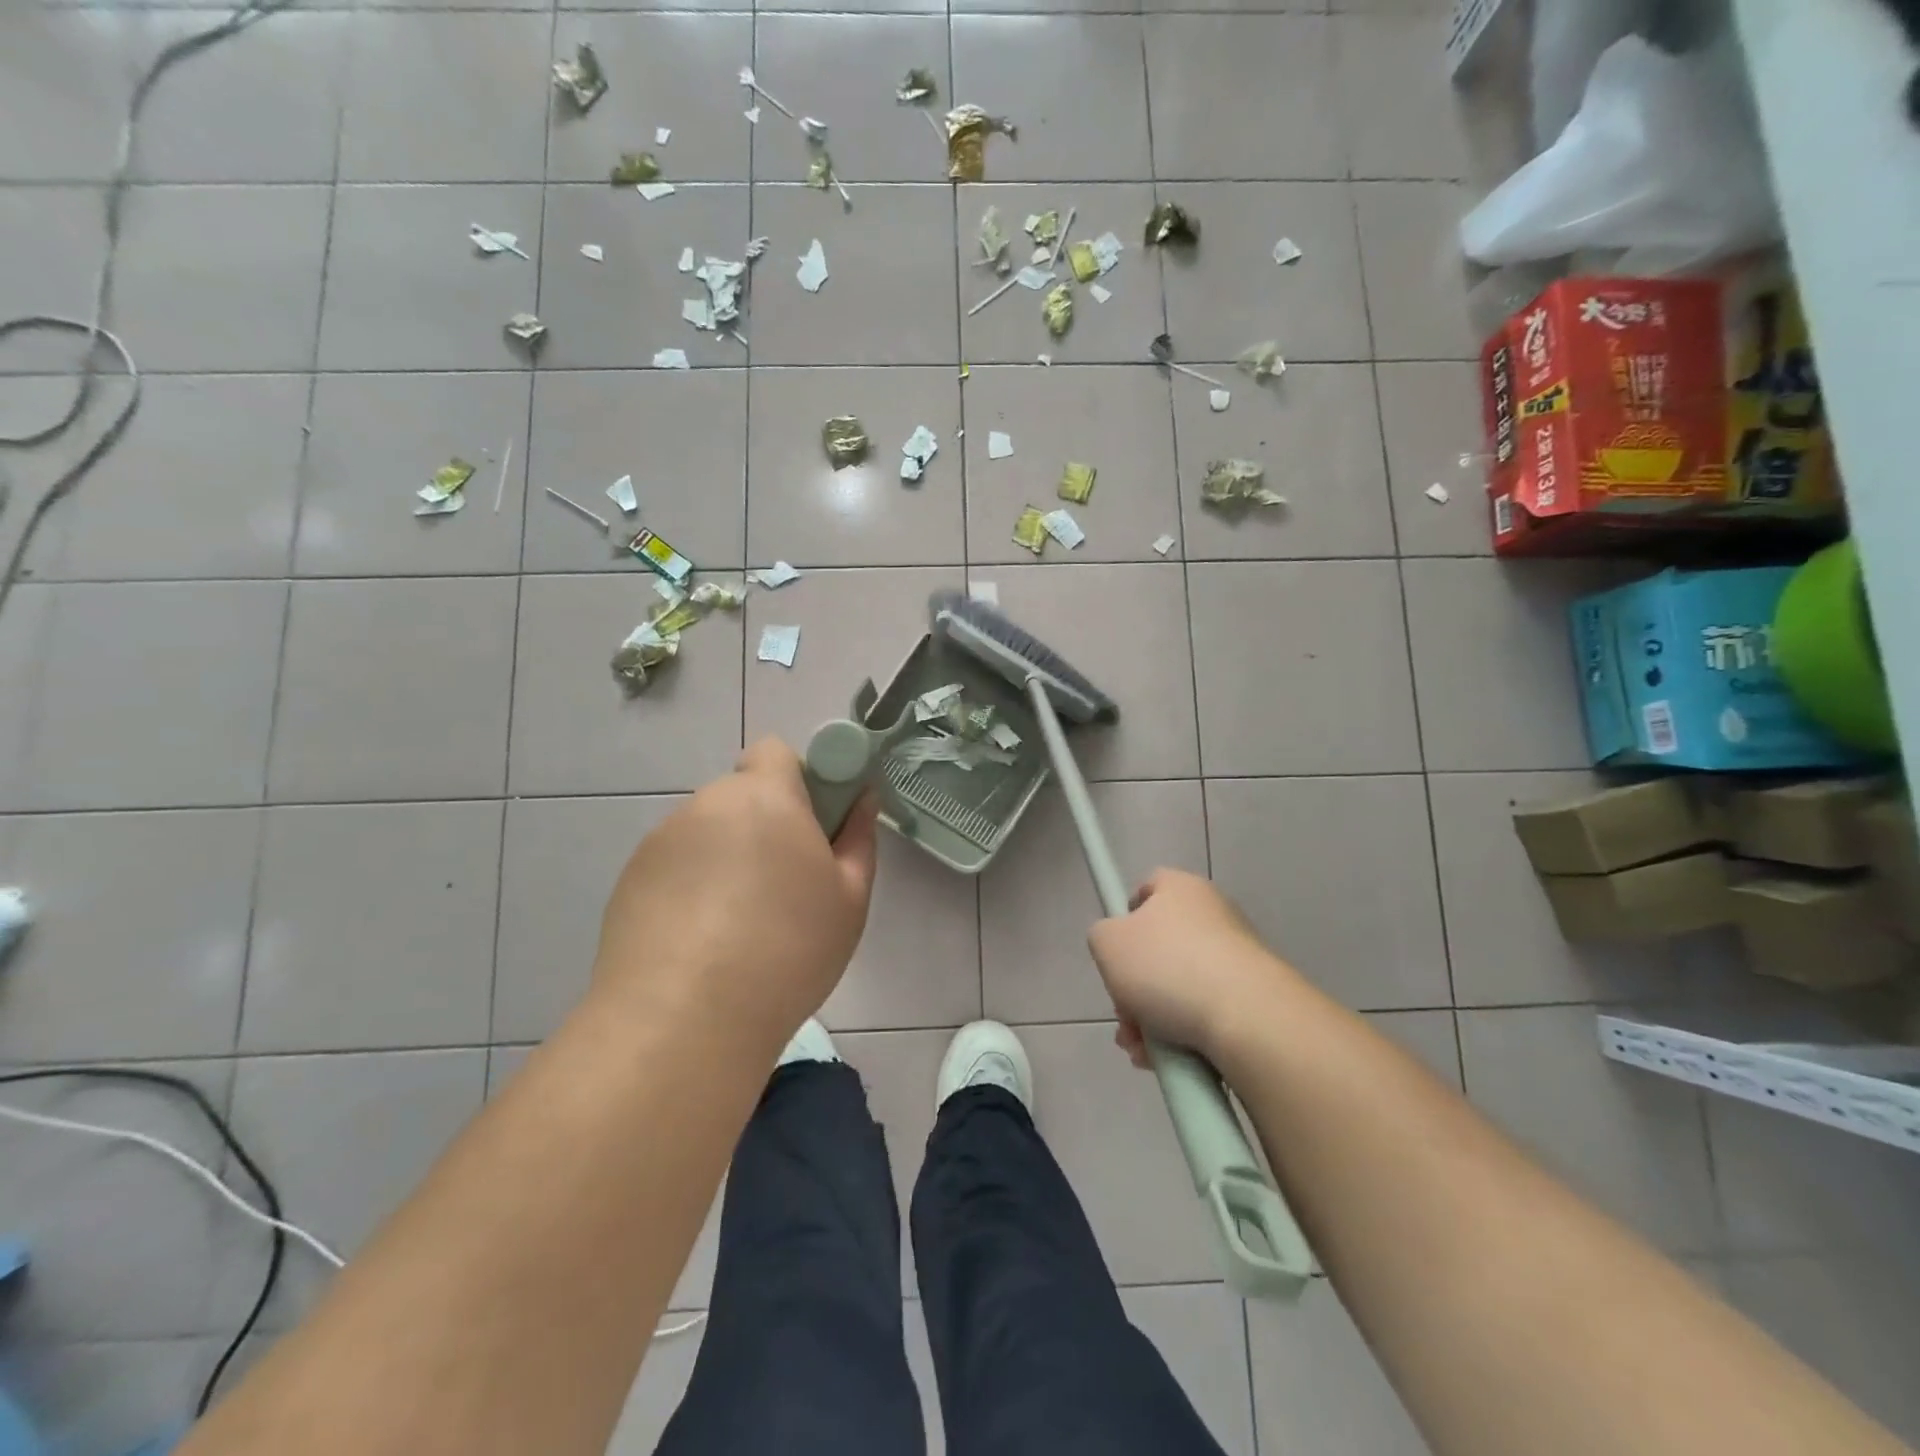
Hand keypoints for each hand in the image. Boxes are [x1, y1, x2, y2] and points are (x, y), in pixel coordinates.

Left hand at [593, 738, 879, 1053]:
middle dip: (765, 824)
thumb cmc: (788, 949)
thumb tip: (862, 799)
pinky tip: (702, 943)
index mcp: (765, 796)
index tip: (813, 828)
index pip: (775, 752)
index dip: (798, 780)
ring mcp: (661, 842)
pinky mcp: (629, 880)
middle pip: (742, 796)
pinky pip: (675, 867)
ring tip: (739, 926)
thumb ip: (859, 837)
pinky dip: (692, 887)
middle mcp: (707, 805)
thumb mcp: (849, 897)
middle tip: (785, 885)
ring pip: (708, 833)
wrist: (685, 1019)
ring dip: (727, 857)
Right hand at [1086, 868, 1296, 1068]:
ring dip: (1153, 1018)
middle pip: (1160, 947)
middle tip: (1124, 1015)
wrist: (1249, 1019)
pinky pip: (1206, 1011)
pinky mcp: (1254, 996)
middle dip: (1134, 986)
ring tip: (1142, 1050)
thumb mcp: (1107, 943)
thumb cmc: (1168, 967)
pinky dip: (1184, 1033)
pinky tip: (1169, 1060)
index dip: (1126, 917)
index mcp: (1181, 888)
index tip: (1116, 952)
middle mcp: (1214, 914)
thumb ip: (1102, 936)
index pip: (1148, 888)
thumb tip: (1118, 946)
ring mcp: (1238, 957)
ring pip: (1180, 986)